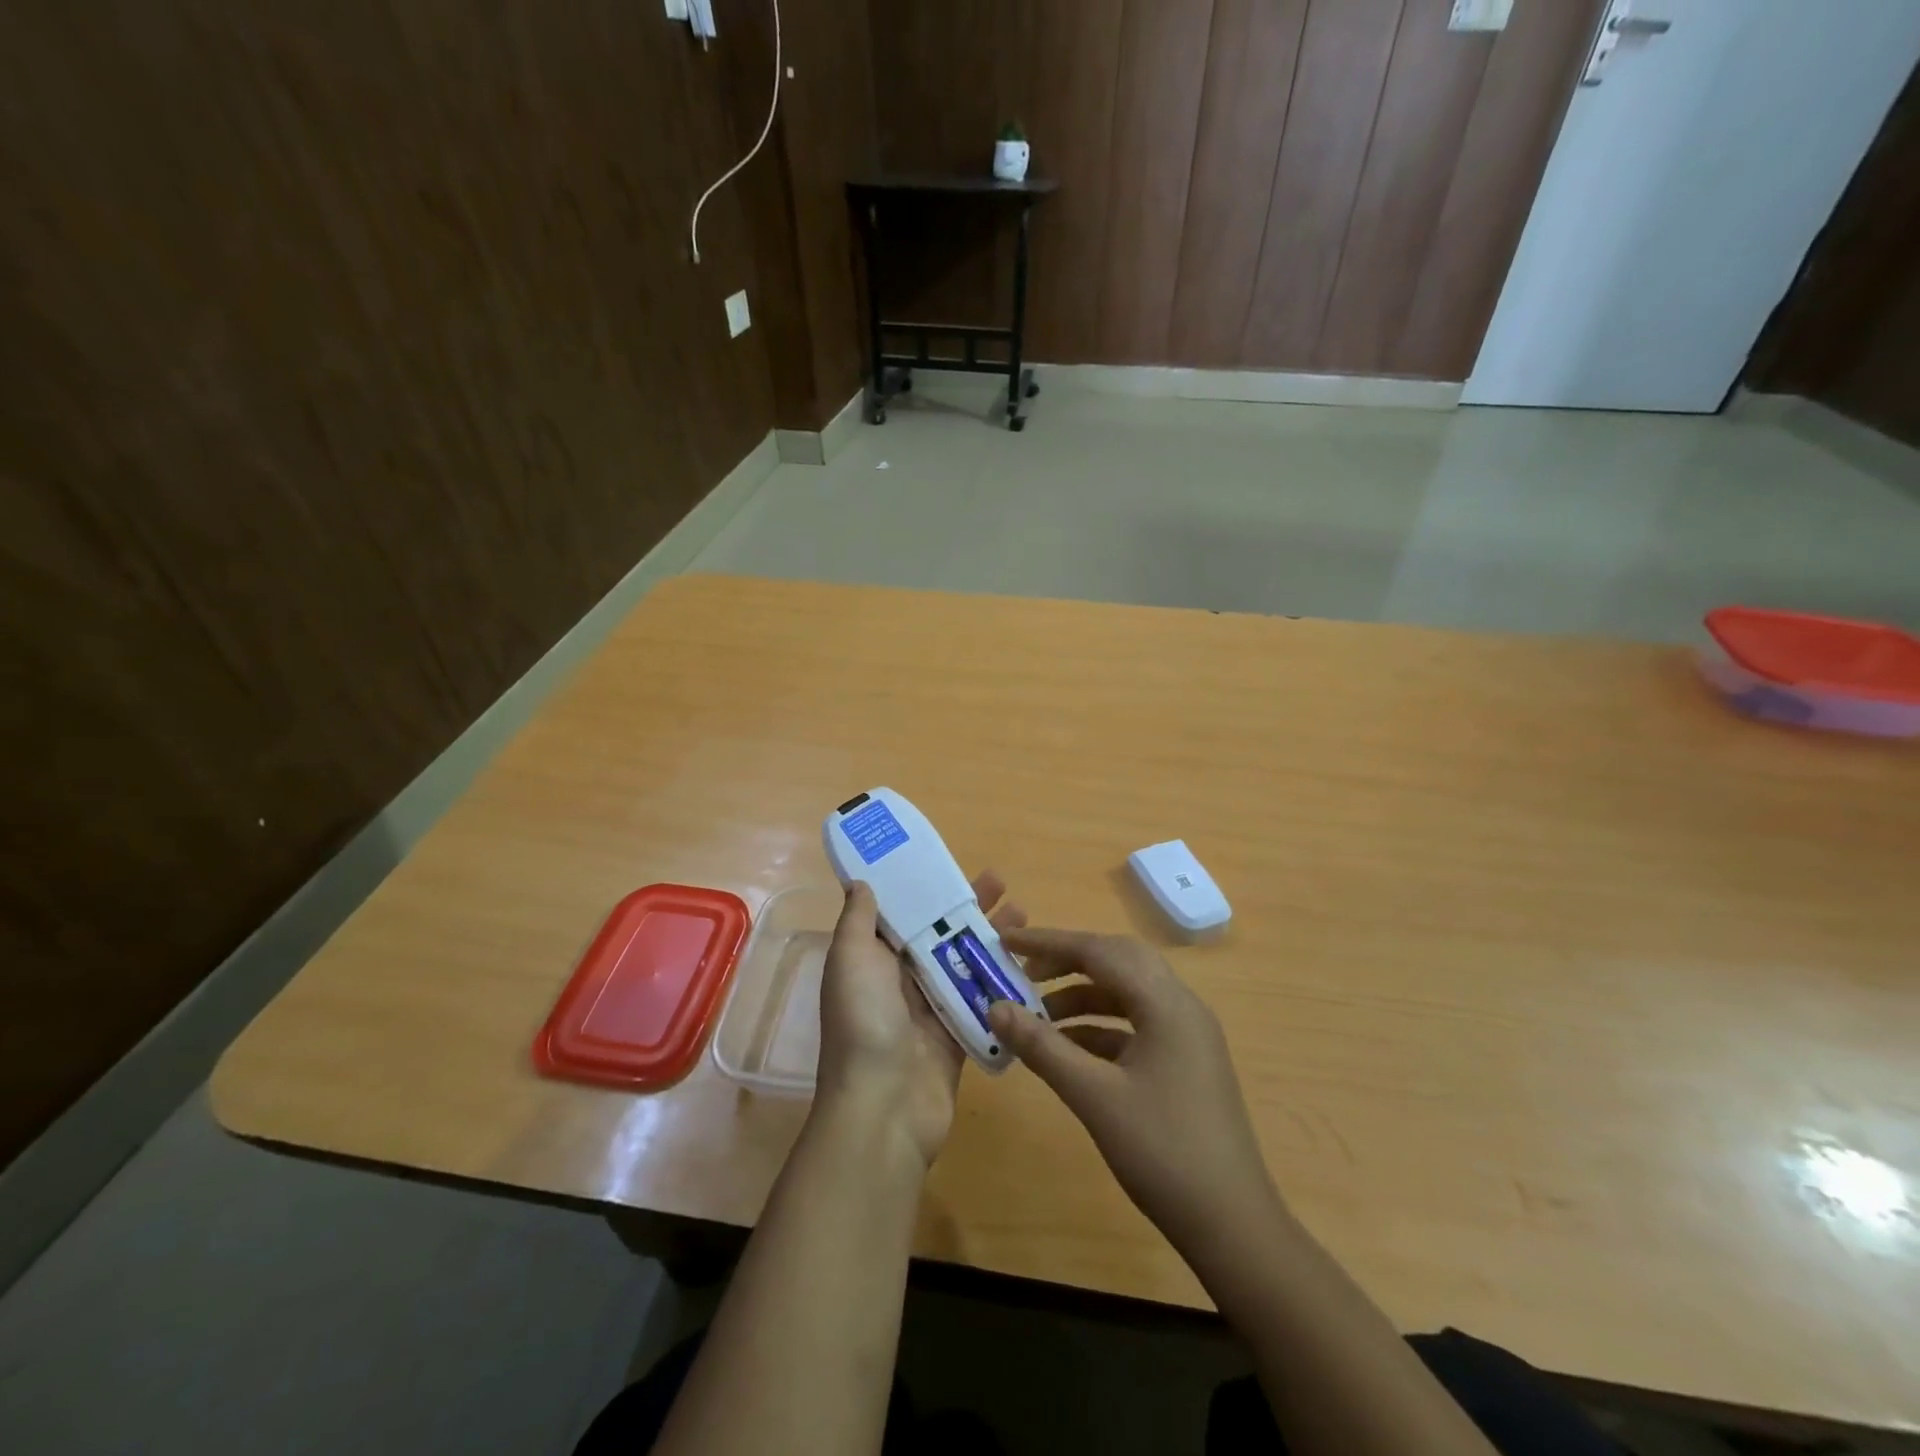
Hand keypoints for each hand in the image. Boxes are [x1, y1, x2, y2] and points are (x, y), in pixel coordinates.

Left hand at [816, 873, 1026, 1169]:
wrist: (884, 1108)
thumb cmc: (864, 1022)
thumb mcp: (850, 959)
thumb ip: (858, 919)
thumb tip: (860, 880)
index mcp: (872, 960)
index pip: (902, 914)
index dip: (925, 889)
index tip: (951, 865)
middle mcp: (901, 980)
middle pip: (940, 934)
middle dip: (968, 907)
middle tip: (1002, 882)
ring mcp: (931, 1009)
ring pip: (965, 963)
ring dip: (992, 937)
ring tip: (1025, 912)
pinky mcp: (958, 1033)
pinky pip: (982, 999)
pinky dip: (1002, 980)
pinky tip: (1030, 961)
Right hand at [988, 930, 1282, 1254]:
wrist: (1232, 1226)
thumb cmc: (1163, 1152)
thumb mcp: (1094, 1096)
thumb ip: (1042, 1047)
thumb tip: (995, 1007)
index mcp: (1166, 1003)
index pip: (1100, 951)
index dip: (1049, 942)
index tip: (1006, 940)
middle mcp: (1181, 1006)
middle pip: (1117, 962)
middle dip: (1067, 961)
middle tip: (1022, 971)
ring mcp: (1187, 1035)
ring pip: (1126, 994)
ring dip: (1081, 996)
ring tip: (1035, 1014)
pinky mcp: (1185, 1062)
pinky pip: (1135, 1025)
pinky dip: (1098, 1027)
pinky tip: (1066, 1048)